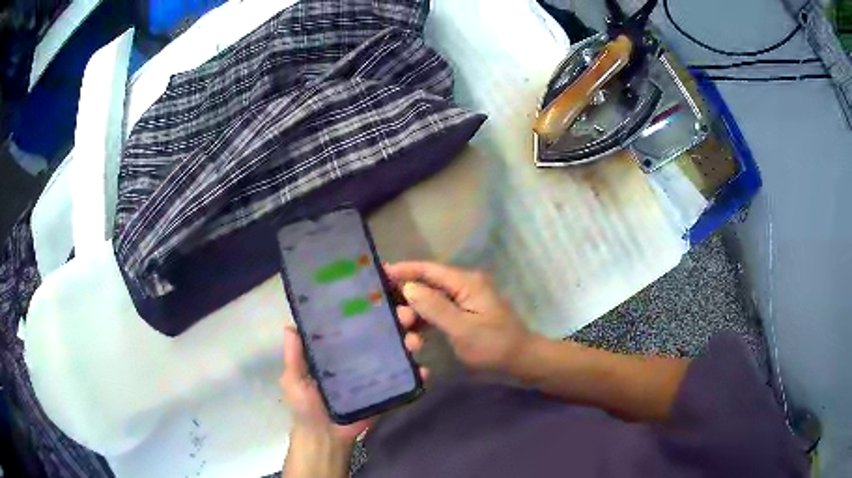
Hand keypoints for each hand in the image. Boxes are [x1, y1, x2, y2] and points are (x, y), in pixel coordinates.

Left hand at [279, 315, 426, 447]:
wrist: (326, 438)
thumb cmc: (306, 406)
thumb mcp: (294, 380)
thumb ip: (294, 357)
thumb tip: (289, 326)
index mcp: (336, 348)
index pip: (354, 321)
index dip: (367, 307)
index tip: (381, 292)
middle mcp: (358, 355)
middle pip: (380, 332)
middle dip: (396, 320)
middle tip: (406, 315)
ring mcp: (375, 371)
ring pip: (396, 350)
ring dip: (410, 341)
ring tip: (415, 341)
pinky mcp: (387, 389)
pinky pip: (405, 378)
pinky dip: (417, 373)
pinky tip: (423, 370)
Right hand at [385, 262, 532, 373]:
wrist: (520, 363)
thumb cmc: (494, 346)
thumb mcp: (463, 329)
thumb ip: (435, 307)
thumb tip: (408, 287)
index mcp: (466, 283)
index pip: (429, 269)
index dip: (403, 270)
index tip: (377, 273)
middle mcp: (463, 289)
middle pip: (427, 286)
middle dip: (407, 300)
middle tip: (391, 317)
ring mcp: (463, 304)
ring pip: (429, 304)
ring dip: (415, 317)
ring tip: (403, 334)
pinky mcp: (462, 319)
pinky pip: (437, 317)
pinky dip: (425, 325)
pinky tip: (413, 338)